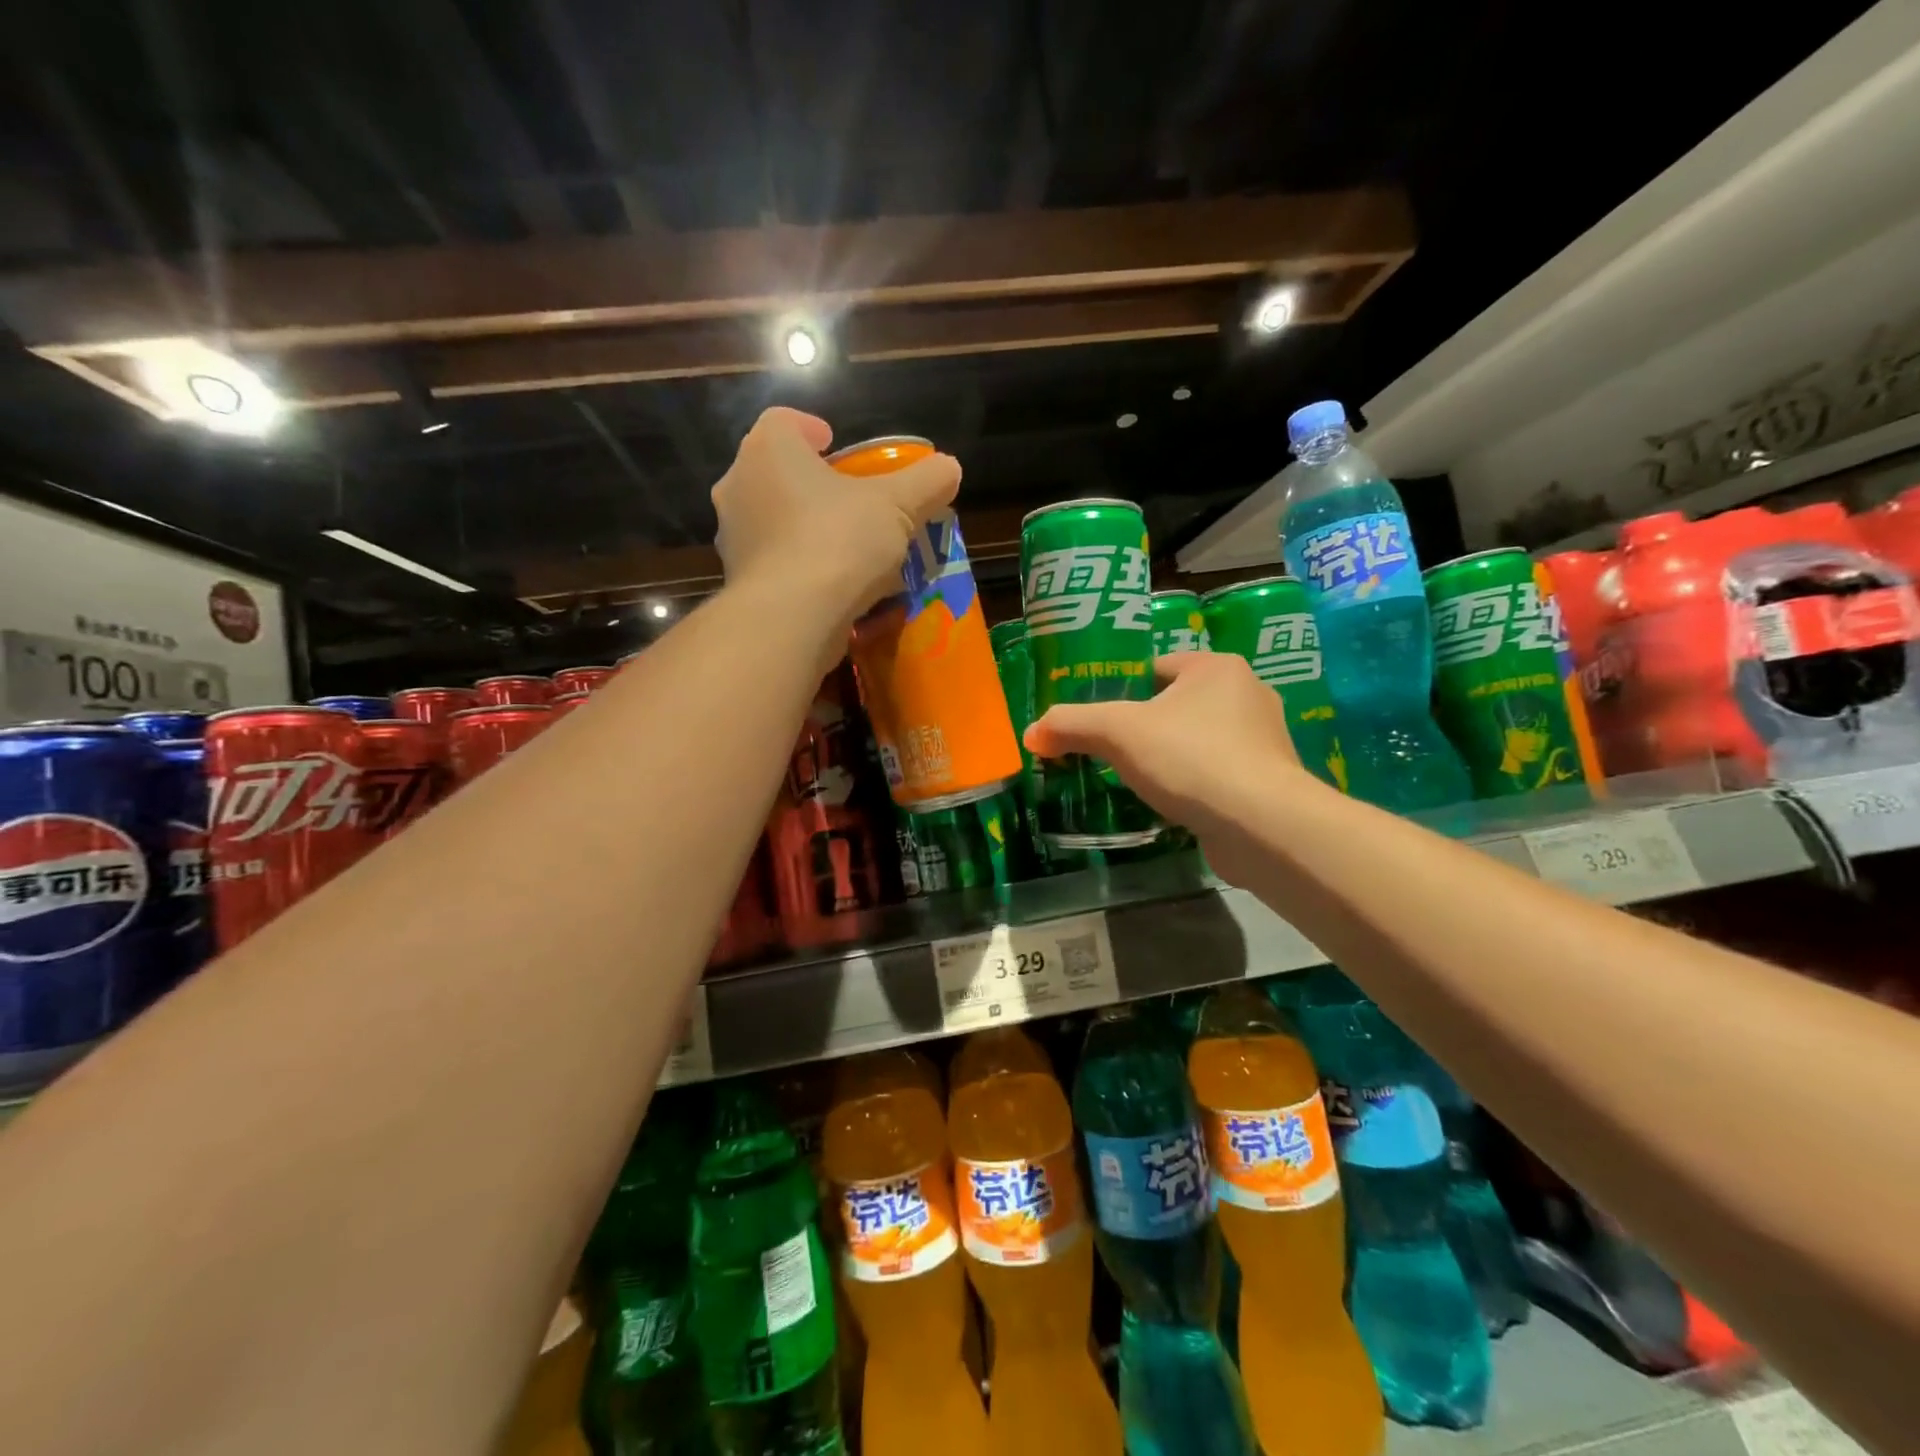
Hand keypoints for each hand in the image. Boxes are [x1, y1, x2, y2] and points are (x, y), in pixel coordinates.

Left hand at [711, 408, 961, 619]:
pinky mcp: (740, 581)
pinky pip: (775, 562)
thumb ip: (926, 482)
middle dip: (814, 483)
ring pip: (775, 520)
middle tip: (851, 500)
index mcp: (769, 450)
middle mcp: (739, 486)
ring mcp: (734, 537)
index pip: (783, 421)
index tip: (837, 446)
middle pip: (778, 472)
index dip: (811, 429)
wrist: (791, 618)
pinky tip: (833, 585)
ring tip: (848, 548)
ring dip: (807, 527)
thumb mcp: (897, 507)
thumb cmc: (839, 541)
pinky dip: (800, 566)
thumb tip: (950, 467)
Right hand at [1024, 652, 1318, 863]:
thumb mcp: (1117, 732)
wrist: (1261, 825)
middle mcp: (1248, 694)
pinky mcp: (1268, 781)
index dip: (1123, 688)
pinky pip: (1217, 773)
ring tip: (1137, 778)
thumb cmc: (1190, 758)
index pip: (1157, 667)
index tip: (1100, 718)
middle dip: (1146, 726)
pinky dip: (1193, 784)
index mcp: (1217, 667)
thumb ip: (1070, 725)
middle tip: (1110, 750)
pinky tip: (1171, 803)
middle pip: (1178, 704)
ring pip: (1199, 740)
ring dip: (1171, 756)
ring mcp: (1264, 740)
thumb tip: (1031, 734)